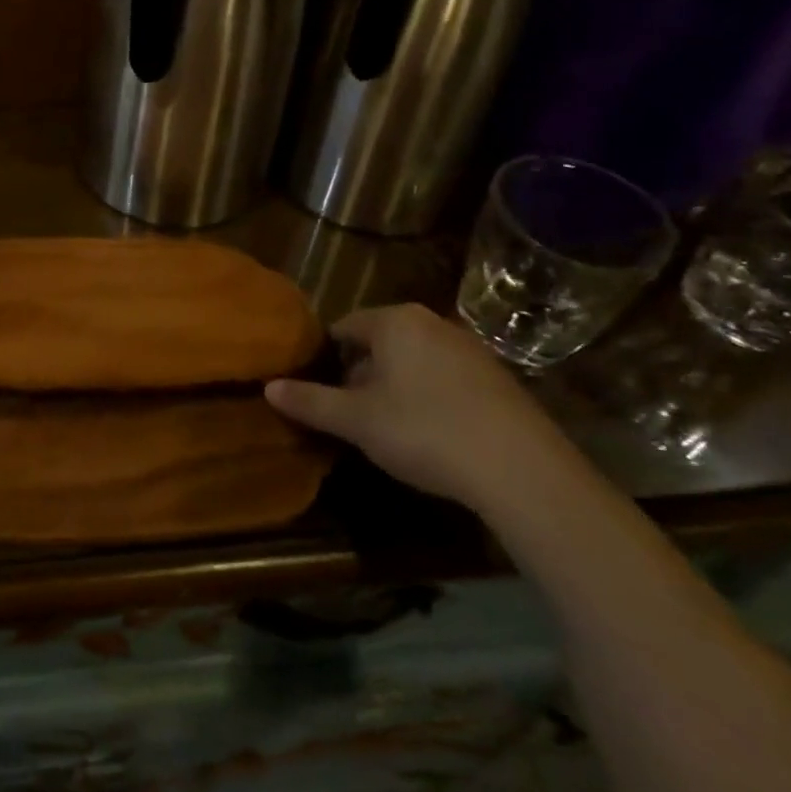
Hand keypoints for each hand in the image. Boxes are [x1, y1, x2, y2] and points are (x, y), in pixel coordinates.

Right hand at [265, 304, 567, 508]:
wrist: (522, 470)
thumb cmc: (425, 431)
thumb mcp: (357, 421)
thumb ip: (310, 402)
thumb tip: (268, 387)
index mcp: (395, 321)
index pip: (344, 327)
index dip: (326, 358)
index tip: (319, 392)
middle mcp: (432, 323)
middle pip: (380, 343)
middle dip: (361, 375)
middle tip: (351, 415)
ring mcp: (470, 349)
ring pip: (414, 361)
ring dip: (395, 388)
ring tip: (388, 429)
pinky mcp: (498, 379)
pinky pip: (446, 378)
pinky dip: (430, 398)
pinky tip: (432, 436)